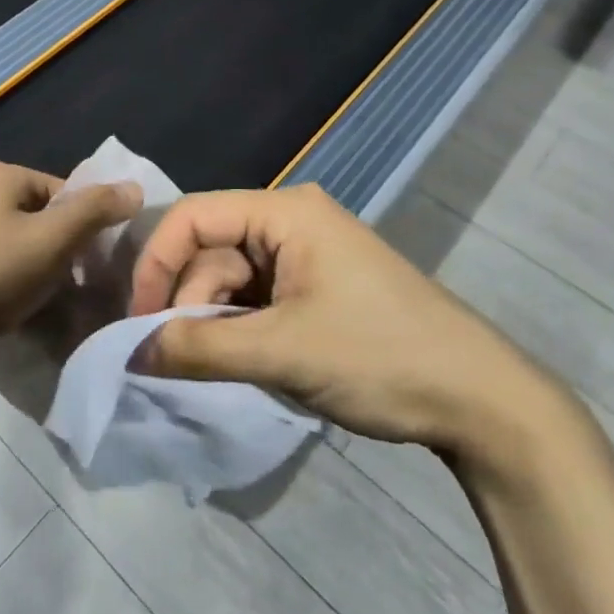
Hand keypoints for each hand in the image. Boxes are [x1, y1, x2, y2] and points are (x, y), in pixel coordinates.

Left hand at [0, 160, 141, 348]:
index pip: (66, 192)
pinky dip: (18, 295)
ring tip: (61, 311)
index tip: (103, 265)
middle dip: (68, 256)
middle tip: (86, 291)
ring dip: (45, 280)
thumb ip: (95, 211)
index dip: (90, 226)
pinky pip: (0, 277)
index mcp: (2, 177)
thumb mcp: (50, 239)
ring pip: (23, 253)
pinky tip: (27, 321)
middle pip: (45, 222)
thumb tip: (134, 187)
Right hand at [131, 184, 556, 456]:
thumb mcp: (282, 352)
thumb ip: (199, 348)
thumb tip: (130, 353)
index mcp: (286, 211)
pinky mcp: (317, 289)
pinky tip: (247, 364)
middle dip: (190, 302)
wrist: (482, 401)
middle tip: (183, 359)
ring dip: (216, 322)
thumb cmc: (380, 356)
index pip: (194, 216)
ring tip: (223, 369)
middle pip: (211, 249)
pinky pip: (258, 300)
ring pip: (232, 279)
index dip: (157, 262)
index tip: (138, 320)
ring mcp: (306, 256)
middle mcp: (292, 221)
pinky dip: (241, 330)